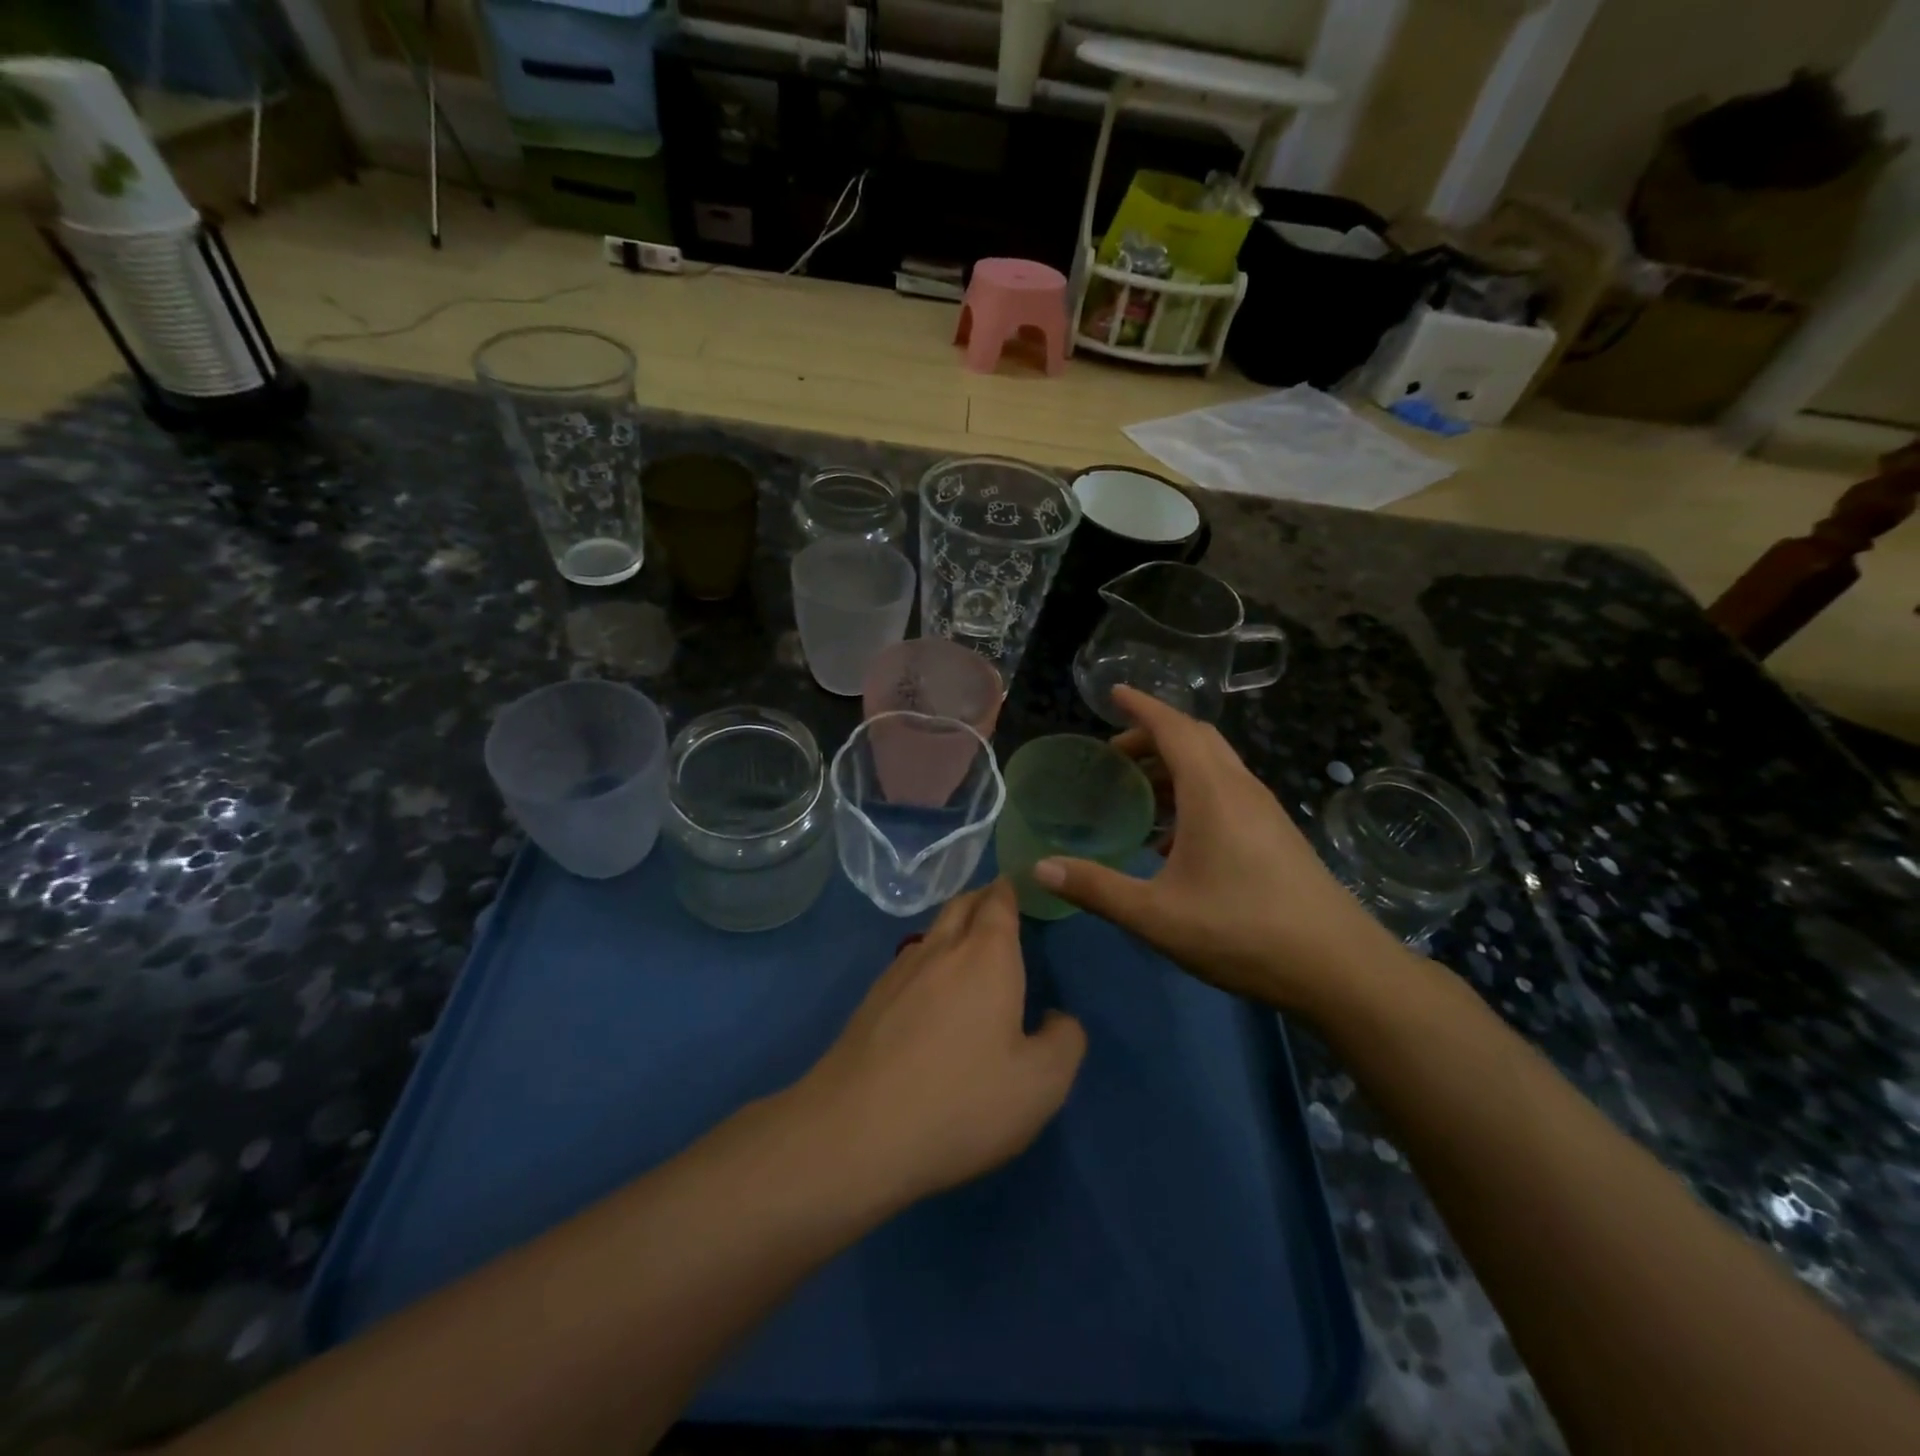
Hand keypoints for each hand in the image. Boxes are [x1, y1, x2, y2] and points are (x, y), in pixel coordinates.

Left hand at [795, 880, 1085, 1209]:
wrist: (856, 1130)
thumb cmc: (961, 1101)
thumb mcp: (1040, 1084)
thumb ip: (1064, 1041)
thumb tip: (1058, 1018)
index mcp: (986, 956)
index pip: (998, 902)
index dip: (1010, 889)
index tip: (1018, 883)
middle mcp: (941, 950)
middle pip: (962, 905)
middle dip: (982, 898)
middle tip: (999, 903)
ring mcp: (899, 972)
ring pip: (932, 931)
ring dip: (954, 925)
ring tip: (970, 942)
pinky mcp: (871, 1000)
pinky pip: (909, 961)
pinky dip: (929, 958)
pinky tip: (931, 987)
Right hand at [1033, 687, 1407, 1014]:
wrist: (1339, 969)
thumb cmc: (1242, 932)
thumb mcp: (1156, 915)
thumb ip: (1096, 888)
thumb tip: (1039, 868)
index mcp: (1213, 791)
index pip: (1173, 727)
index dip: (1141, 706)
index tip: (1113, 693)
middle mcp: (1241, 789)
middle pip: (1196, 739)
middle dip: (1152, 736)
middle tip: (1114, 756)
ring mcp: (1264, 811)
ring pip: (1214, 766)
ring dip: (1174, 766)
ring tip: (1138, 793)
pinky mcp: (1275, 834)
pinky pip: (1227, 792)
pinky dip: (1193, 793)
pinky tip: (1173, 839)